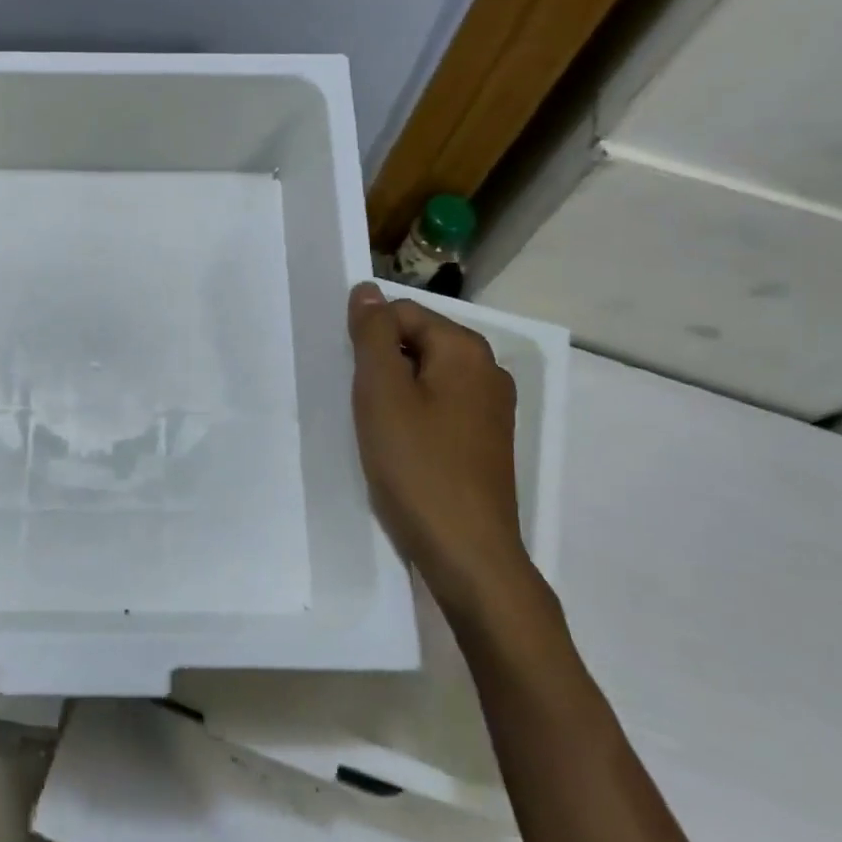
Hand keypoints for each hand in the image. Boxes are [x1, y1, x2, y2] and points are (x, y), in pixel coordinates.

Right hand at [348, 282, 536, 622]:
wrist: (467, 551)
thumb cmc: (418, 466)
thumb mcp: (382, 393)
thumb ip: (372, 335)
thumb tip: (365, 290)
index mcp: (466, 349)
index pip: (401, 313)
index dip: (367, 339)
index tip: (350, 379)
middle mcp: (488, 370)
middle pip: (417, 344)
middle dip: (381, 366)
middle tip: (359, 406)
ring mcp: (492, 409)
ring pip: (426, 378)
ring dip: (394, 394)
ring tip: (375, 430)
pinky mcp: (486, 442)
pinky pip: (440, 409)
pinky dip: (414, 418)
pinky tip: (399, 449)